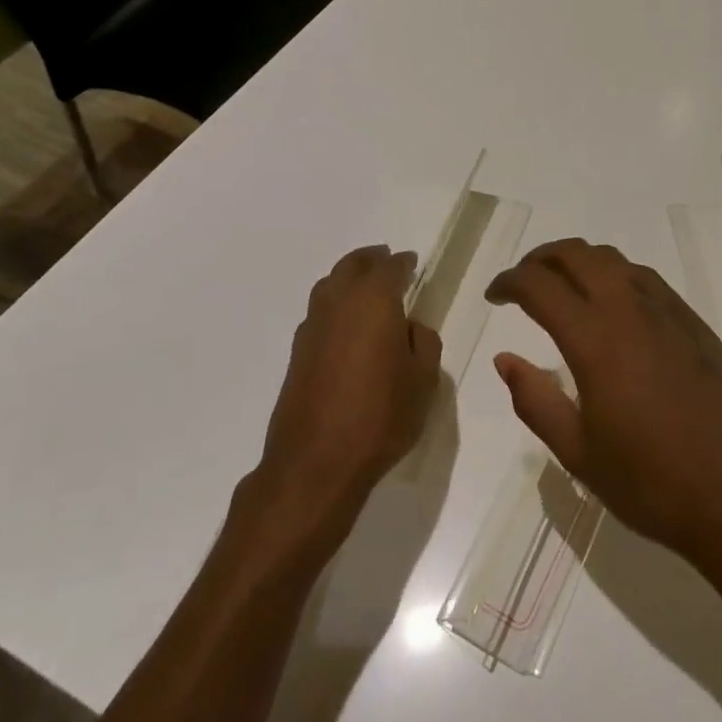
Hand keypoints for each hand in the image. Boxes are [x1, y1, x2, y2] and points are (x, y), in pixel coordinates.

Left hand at [258, 245, 442, 522]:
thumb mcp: (424, 380)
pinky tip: (347, 325)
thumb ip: (423, 343)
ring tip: (366, 289)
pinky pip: (320, 312)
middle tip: (387, 261)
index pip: (389, 268)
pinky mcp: (297, 353)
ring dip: (348, 279)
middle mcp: (338, 303)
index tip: (411, 262)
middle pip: (351, 266)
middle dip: (370, 260)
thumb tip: (410, 327)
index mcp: (373, 301)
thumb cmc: (381, 416)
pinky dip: (335, 306)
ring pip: (329, 286)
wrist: (317, 462)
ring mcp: (312, 327)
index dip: (403, 263)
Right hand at [486, 238, 721, 572]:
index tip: (494, 297)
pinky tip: (613, 307)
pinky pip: (646, 280)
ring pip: (615, 260)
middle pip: (578, 255)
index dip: (509, 282)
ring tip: (563, 288)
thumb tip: (504, 360)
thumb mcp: (579, 453)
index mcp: (596, 340)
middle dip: (542, 258)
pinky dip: (616, 276)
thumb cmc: (652, 484)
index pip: (540, 285)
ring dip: (580, 261)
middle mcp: (631, 311)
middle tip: (522, 282)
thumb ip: (535, 400)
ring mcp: (670, 313)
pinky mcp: (696, 325)